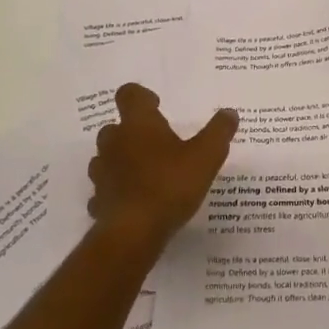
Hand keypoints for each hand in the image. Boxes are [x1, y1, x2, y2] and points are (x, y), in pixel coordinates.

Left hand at [90, 83, 237, 248]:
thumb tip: (230, 113)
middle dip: (132, 132)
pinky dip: (117, 192)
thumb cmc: (170, 185)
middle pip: (115, 127)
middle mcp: (114, 142)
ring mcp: (102, 173)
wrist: (134, 233)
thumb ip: (219, 132)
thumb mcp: (206, 156)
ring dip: (121, 161)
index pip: (129, 94)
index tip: (156, 106)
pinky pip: (105, 190)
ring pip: (106, 158)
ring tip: (145, 173)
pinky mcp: (98, 201)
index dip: (141, 96)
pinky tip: (135, 203)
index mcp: (138, 124)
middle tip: (156, 144)